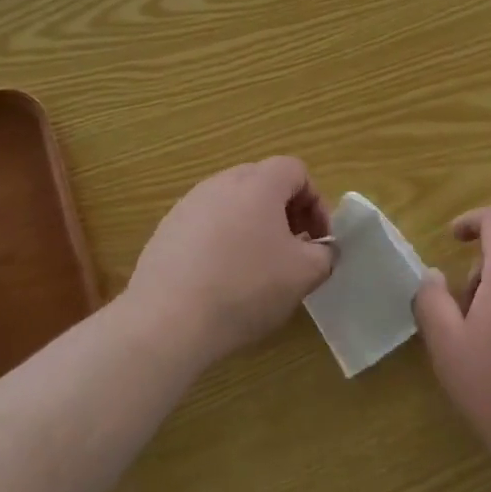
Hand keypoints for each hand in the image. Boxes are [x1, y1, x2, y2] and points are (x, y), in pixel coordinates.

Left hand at [127, 157, 334, 366]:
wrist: (167, 320)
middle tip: (293, 249)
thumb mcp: (304, 274)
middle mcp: (222, 183)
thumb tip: (322, 250)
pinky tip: (221, 279)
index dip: (315, 202)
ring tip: (256, 267)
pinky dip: (222, 242)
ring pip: (233, 204)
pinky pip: (206, 225)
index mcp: (259, 183)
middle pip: (263, 183)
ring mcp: (188, 205)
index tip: (318, 239)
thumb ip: (325, 254)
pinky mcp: (166, 231)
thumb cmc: (246, 287)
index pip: (296, 171)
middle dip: (285, 212)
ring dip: (253, 226)